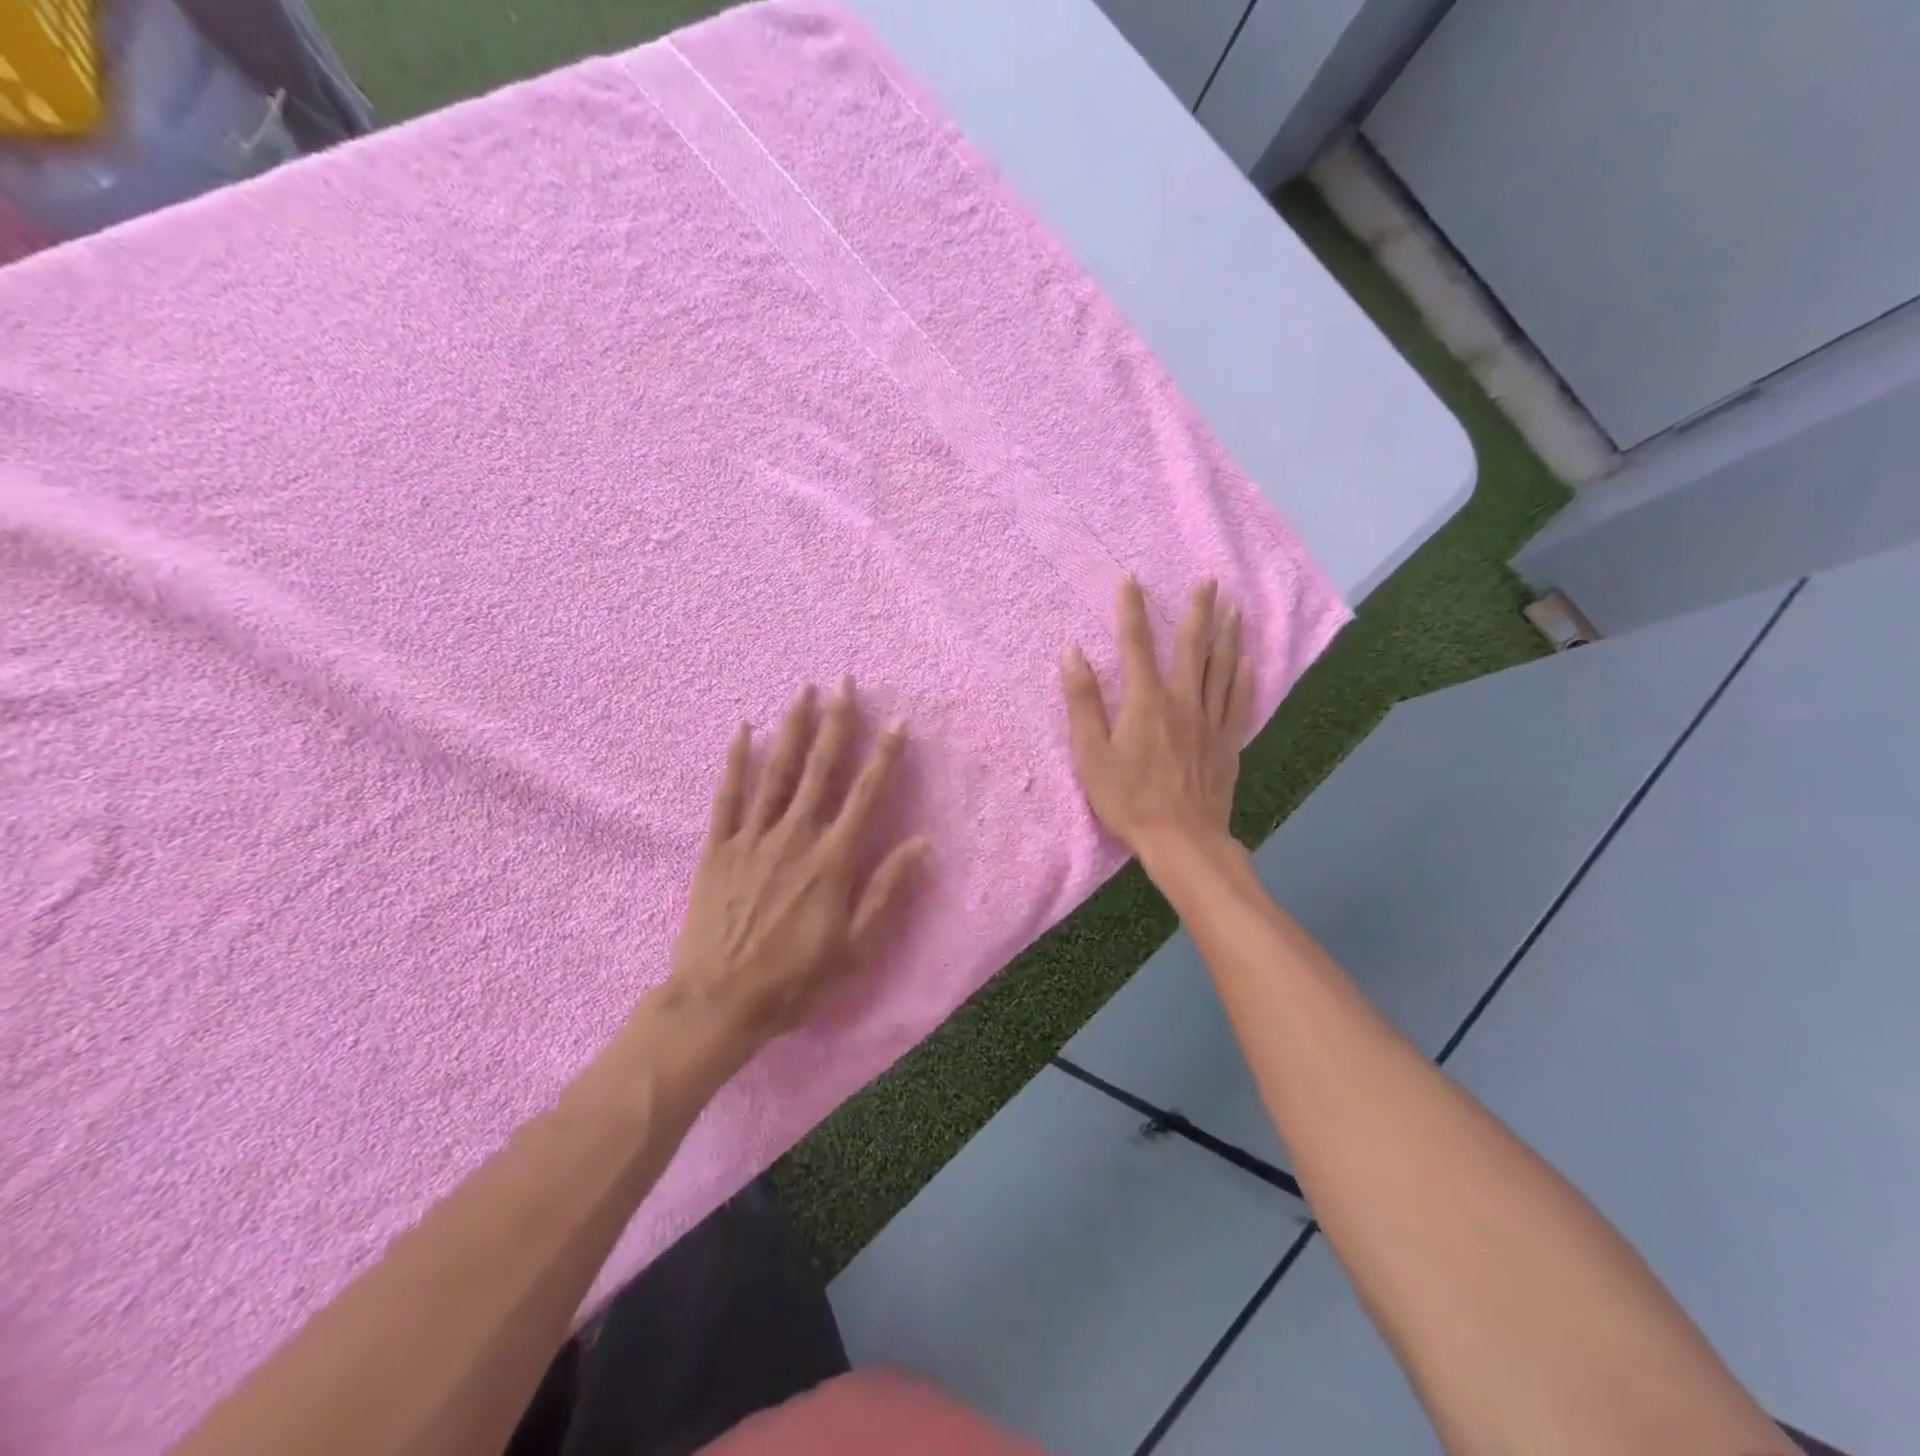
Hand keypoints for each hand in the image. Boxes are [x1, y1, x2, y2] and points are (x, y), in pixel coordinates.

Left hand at [668, 679, 929, 1053]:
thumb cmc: (796, 979)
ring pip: (777, 771)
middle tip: (845, 683)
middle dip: (837, 723)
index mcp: (833, 859)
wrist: (719, 1001)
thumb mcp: (856, 946)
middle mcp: (796, 836)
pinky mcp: (719, 848)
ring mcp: (754, 838)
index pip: (867, 794)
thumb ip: (888, 890)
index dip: (885, 756)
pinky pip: (728, 796)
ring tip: (803, 692)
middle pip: (821, 769)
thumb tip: (922, 843)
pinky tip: (743, 731)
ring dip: (793, 729)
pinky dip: (736, 761)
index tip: (897, 722)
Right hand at [1060, 577, 1252, 858]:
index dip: (1131, 610)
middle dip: (1198, 610)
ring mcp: (1210, 721)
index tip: (1131, 580)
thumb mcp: (1091, 753)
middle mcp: (1183, 701)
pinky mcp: (1227, 743)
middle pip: (1192, 646)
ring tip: (1235, 607)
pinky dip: (1244, 678)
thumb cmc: (1128, 799)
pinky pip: (1240, 702)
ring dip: (1228, 634)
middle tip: (1209, 581)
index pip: (1136, 644)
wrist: (1182, 839)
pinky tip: (1249, 662)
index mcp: (1145, 701)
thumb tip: (1071, 652)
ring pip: (1222, 668)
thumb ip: (1082, 701)